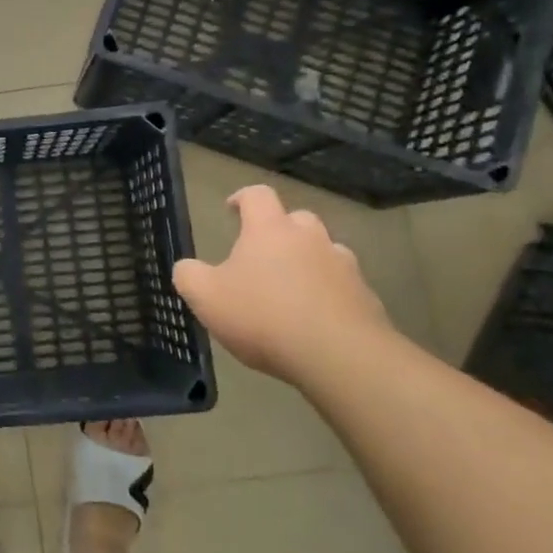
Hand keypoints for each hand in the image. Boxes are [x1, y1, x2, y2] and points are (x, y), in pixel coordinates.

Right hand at [172, 185, 393, 381]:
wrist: (340, 357)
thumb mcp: (206, 297)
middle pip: (296, 220)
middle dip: (280, 231)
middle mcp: (310, 238)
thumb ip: (189, 276)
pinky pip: (344, 287)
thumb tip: (186, 267)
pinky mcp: (367, 298)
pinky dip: (329, 295)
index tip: (231, 209)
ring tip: (292, 289)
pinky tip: (316, 321)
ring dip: (308, 262)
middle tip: (262, 254)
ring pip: (325, 252)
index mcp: (270, 230)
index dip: (242, 198)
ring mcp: (343, 267)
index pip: (257, 195)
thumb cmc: (263, 317)